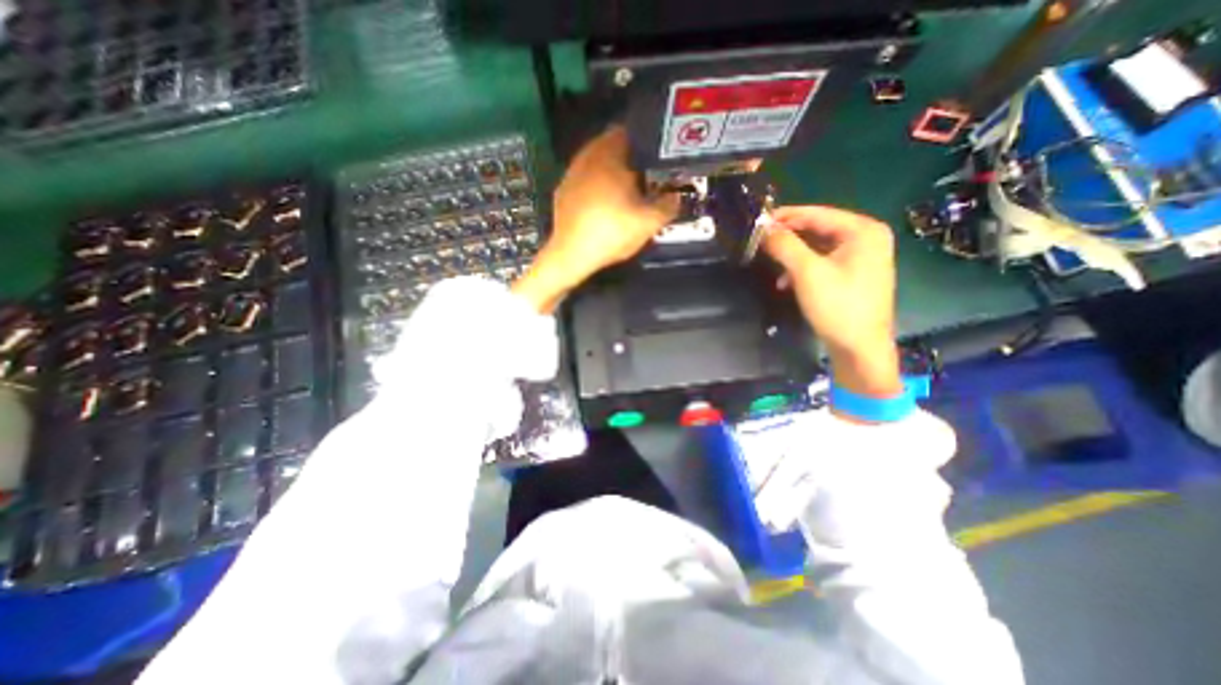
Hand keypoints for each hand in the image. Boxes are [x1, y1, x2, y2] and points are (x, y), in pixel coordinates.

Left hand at [509, 125, 677, 313]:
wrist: (571, 255)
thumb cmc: (611, 233)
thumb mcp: (649, 223)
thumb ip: (668, 206)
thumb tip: (676, 197)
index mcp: (609, 155)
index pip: (629, 132)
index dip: (646, 142)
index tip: (657, 157)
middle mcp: (587, 157)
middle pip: (611, 145)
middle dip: (629, 157)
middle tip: (645, 175)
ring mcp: (571, 174)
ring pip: (596, 162)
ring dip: (611, 170)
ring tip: (625, 190)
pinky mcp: (562, 192)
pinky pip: (583, 178)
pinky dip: (595, 184)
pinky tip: (602, 203)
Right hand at [767, 205, 899, 397]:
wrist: (859, 349)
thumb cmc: (838, 307)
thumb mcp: (807, 273)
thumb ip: (784, 245)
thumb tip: (763, 229)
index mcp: (863, 230)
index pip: (816, 213)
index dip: (784, 216)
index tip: (757, 221)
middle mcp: (866, 238)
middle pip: (817, 229)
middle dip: (787, 237)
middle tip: (759, 242)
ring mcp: (861, 258)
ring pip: (817, 247)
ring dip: (791, 255)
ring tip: (769, 263)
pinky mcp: (852, 275)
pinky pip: (821, 262)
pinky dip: (801, 268)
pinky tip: (785, 282)